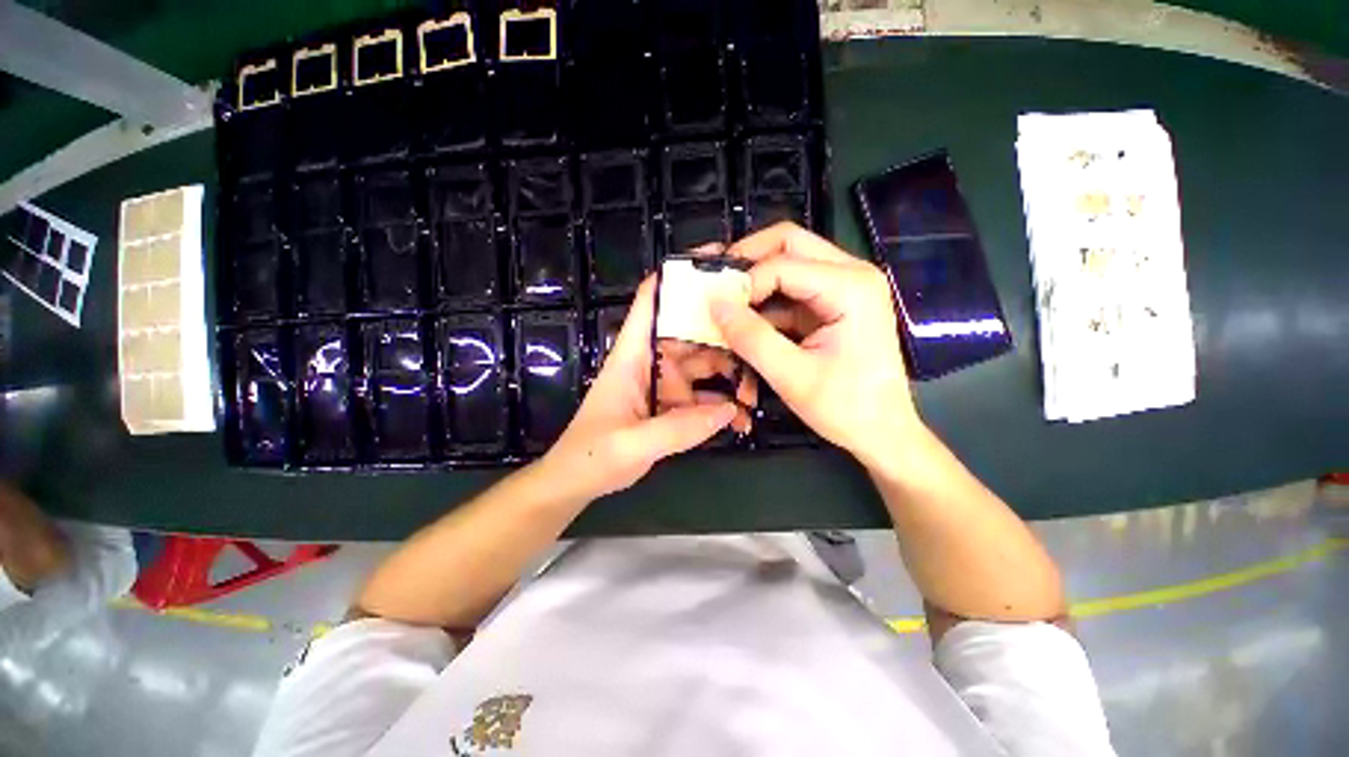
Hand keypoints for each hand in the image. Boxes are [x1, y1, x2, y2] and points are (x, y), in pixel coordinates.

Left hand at [539, 278, 735, 501]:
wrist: (577, 482)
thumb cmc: (592, 456)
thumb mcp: (632, 444)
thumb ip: (679, 429)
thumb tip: (731, 411)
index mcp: (633, 355)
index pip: (652, 300)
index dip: (679, 275)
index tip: (718, 261)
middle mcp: (652, 361)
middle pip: (692, 331)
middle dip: (726, 334)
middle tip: (761, 341)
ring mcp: (665, 383)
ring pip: (705, 365)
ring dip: (731, 377)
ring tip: (755, 396)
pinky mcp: (673, 405)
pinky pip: (705, 397)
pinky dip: (723, 406)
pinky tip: (740, 421)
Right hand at [709, 223, 922, 468]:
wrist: (882, 431)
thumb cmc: (845, 408)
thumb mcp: (791, 376)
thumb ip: (751, 337)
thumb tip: (714, 303)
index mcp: (851, 287)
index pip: (782, 263)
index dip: (744, 283)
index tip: (718, 311)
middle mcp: (852, 273)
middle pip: (789, 243)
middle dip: (747, 261)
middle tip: (717, 286)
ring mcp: (844, 286)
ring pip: (788, 261)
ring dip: (755, 281)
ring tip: (726, 306)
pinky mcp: (834, 303)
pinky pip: (791, 289)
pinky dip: (765, 302)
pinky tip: (747, 323)